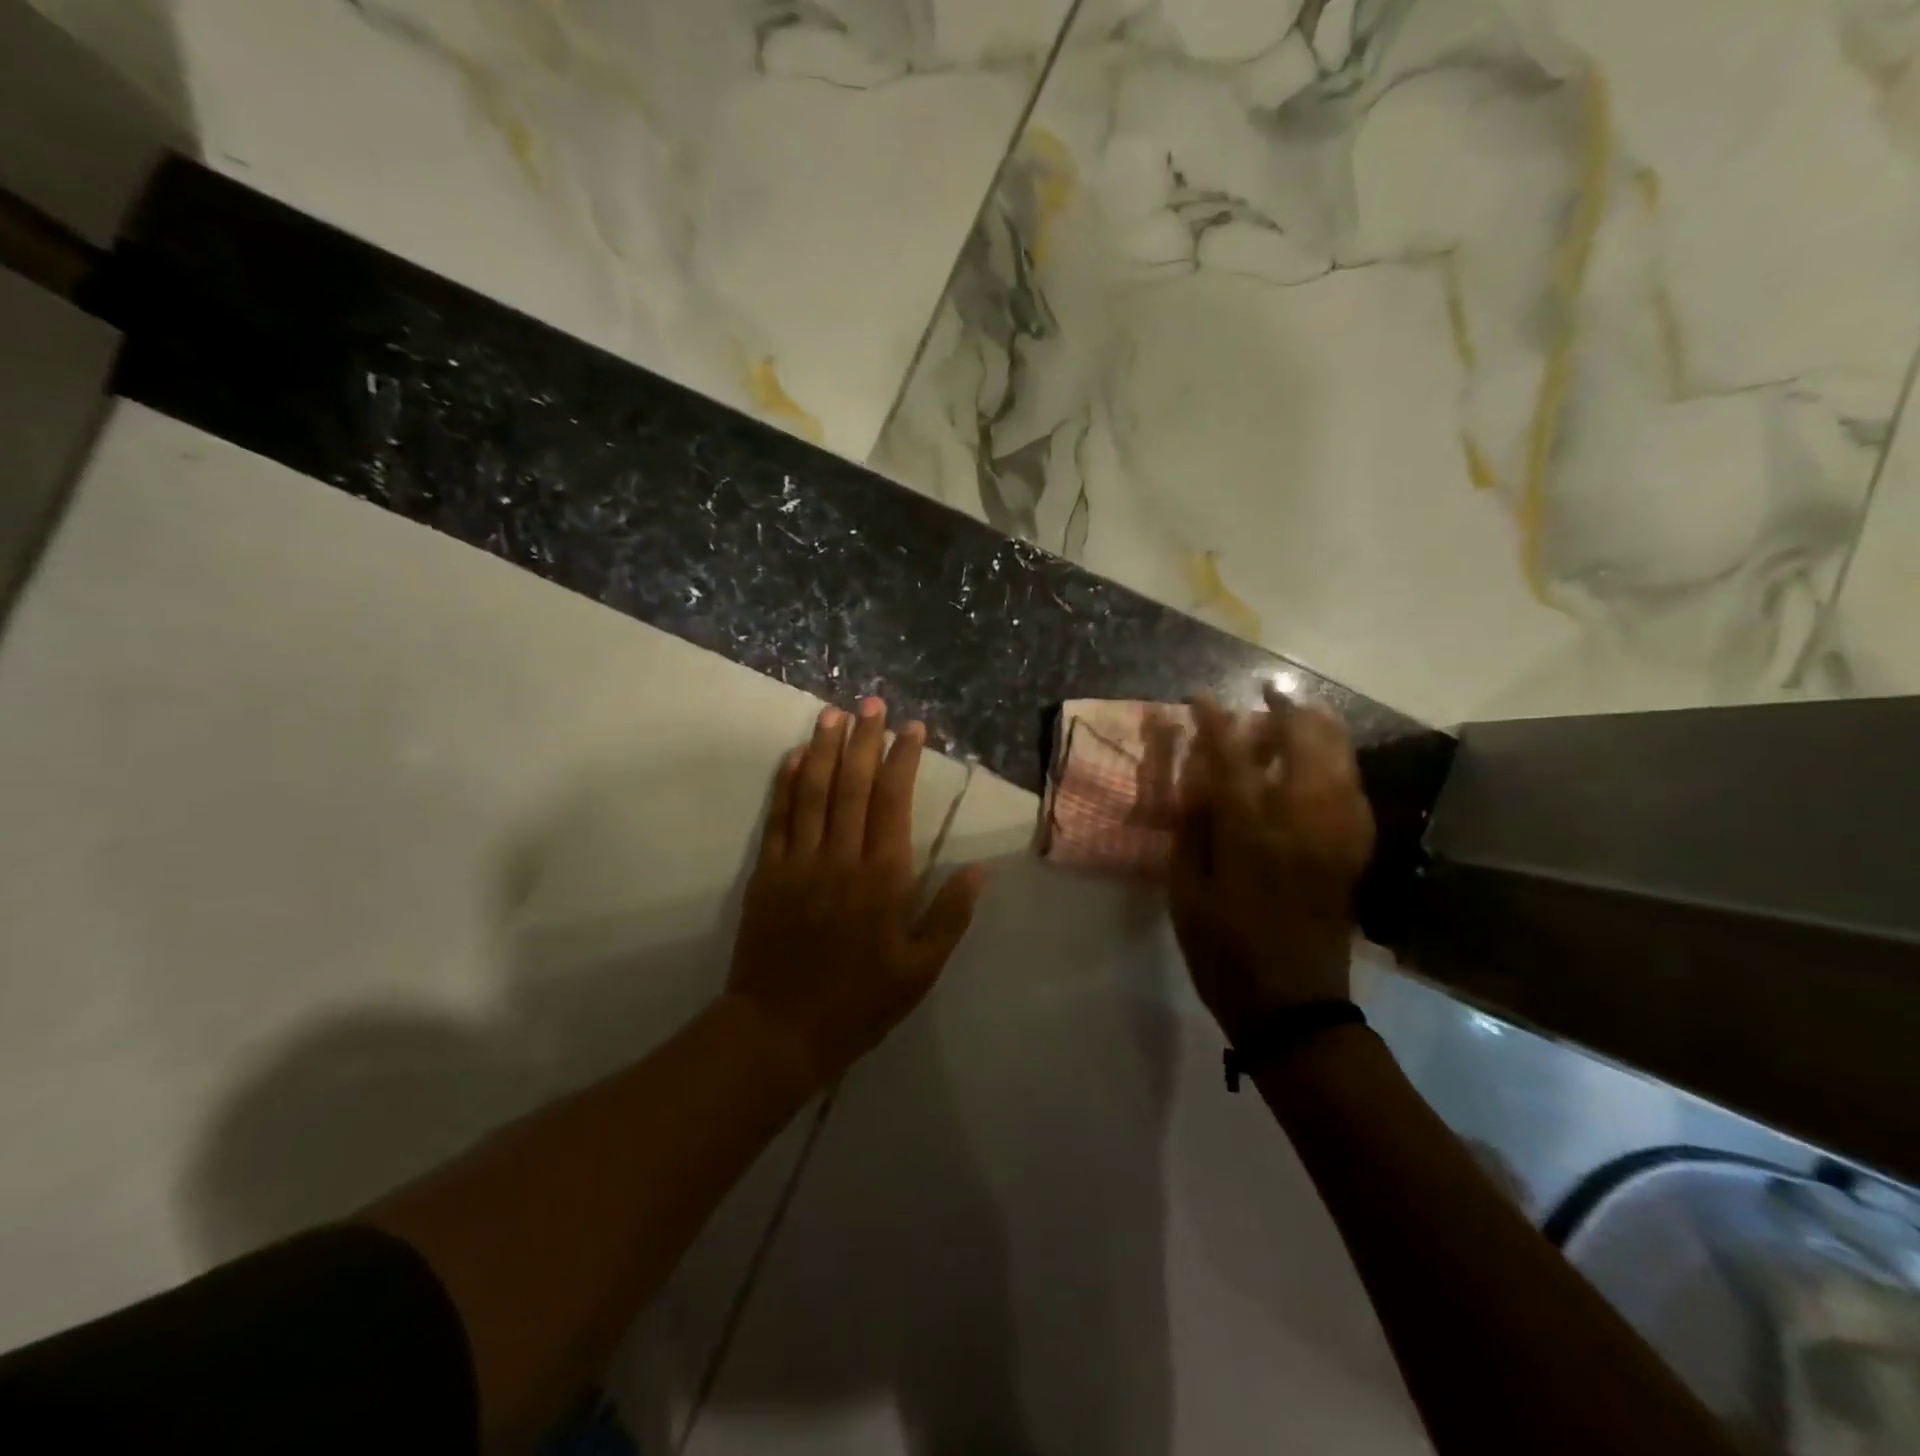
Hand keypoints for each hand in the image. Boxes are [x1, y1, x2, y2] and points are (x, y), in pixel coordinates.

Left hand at [727, 699, 985, 1089]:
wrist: (781, 1030)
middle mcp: (841, 857)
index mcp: (883, 877)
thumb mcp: (921, 970)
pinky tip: (795, 756)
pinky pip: (778, 818)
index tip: (912, 728)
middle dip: (864, 739)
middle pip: (853, 784)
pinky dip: (787, 783)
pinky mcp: (767, 874)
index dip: (903, 759)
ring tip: (834, 713)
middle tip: (872, 703)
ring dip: (826, 748)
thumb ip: (950, 917)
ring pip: (814, 791)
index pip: (894, 801)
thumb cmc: (860, 1001)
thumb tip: (979, 871)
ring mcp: (799, 862)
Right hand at [1169, 689, 1374, 1042]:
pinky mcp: (1352, 855)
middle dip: (1286, 711)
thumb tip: (1199, 779)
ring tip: (1300, 713)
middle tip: (1266, 694)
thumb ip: (1194, 829)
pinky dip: (1342, 765)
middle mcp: (1301, 825)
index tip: (1201, 697)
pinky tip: (1328, 763)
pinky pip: (1356, 793)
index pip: (1232, 759)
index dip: (1216, 722)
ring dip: (1321, 730)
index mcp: (1251, 835)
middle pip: (1304, 747)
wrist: (1292, 1005)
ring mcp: (1336, 838)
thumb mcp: (1186, 892)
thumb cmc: (1223, 951)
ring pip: (1340, 763)